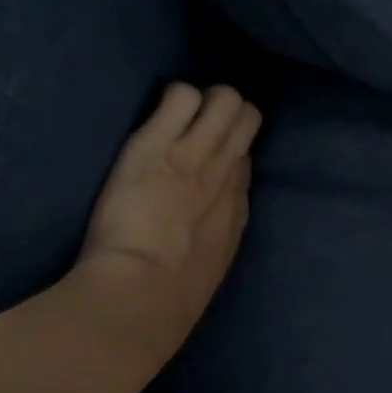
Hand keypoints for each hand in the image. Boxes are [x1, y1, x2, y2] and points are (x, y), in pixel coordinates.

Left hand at [74, 83, 261, 358]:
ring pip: (225, 99)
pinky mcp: (156, 143)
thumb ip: (217, 234)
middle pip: (247, 119)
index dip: (229, 151)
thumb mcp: (212, 267)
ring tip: (180, 111)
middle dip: (229, 113)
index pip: (244, 159)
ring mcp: (194, 154)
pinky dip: (173, 98)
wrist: (144, 294)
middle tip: (198, 123)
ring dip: (207, 99)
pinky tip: (157, 115)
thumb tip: (215, 214)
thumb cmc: (172, 297)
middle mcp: (225, 173)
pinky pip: (181, 95)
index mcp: (236, 206)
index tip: (209, 155)